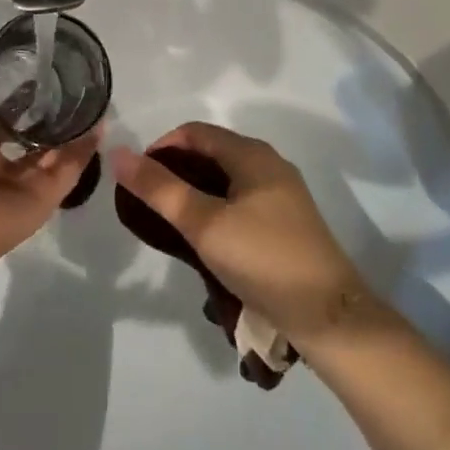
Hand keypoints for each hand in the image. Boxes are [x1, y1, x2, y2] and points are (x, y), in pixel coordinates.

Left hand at [0, 52, 95, 273]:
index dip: (9, 93)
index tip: (28, 67)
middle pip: (27, 132)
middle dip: (44, 109)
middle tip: (65, 80)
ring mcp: (24, 180)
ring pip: (52, 149)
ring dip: (69, 127)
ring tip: (88, 97)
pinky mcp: (46, 196)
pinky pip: (68, 169)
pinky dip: (83, 149)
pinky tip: (98, 124)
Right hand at [110, 123, 379, 347]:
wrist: (330, 317)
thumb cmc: (263, 260)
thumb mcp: (203, 224)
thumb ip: (159, 189)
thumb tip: (120, 154)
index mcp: (252, 154)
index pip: (194, 132)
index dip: (161, 148)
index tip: (138, 180)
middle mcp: (269, 164)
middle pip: (210, 153)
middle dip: (175, 172)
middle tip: (149, 205)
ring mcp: (282, 194)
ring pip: (225, 180)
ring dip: (194, 194)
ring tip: (172, 225)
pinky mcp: (287, 222)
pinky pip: (240, 202)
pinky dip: (215, 210)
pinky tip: (206, 240)